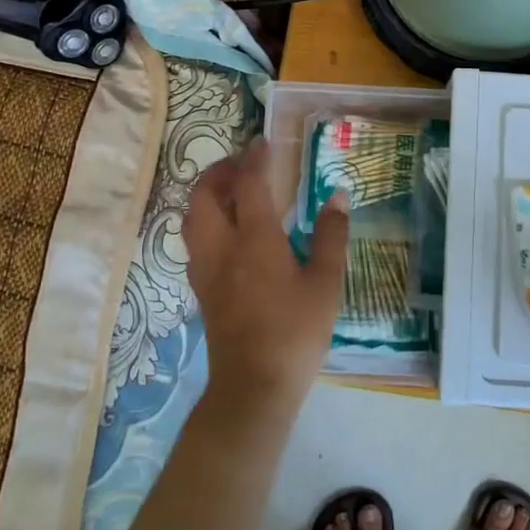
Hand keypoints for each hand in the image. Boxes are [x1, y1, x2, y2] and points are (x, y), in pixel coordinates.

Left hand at [184, 138, 348, 422]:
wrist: (254, 387)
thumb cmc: (295, 331)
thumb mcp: (325, 283)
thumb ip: (331, 235)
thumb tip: (337, 195)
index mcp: (254, 239)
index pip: (249, 184)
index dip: (254, 158)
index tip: (261, 141)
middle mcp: (221, 247)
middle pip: (204, 196)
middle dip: (218, 172)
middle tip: (241, 164)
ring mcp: (205, 270)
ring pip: (192, 218)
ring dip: (206, 195)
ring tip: (230, 192)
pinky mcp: (201, 290)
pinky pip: (194, 242)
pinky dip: (205, 222)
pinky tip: (226, 233)